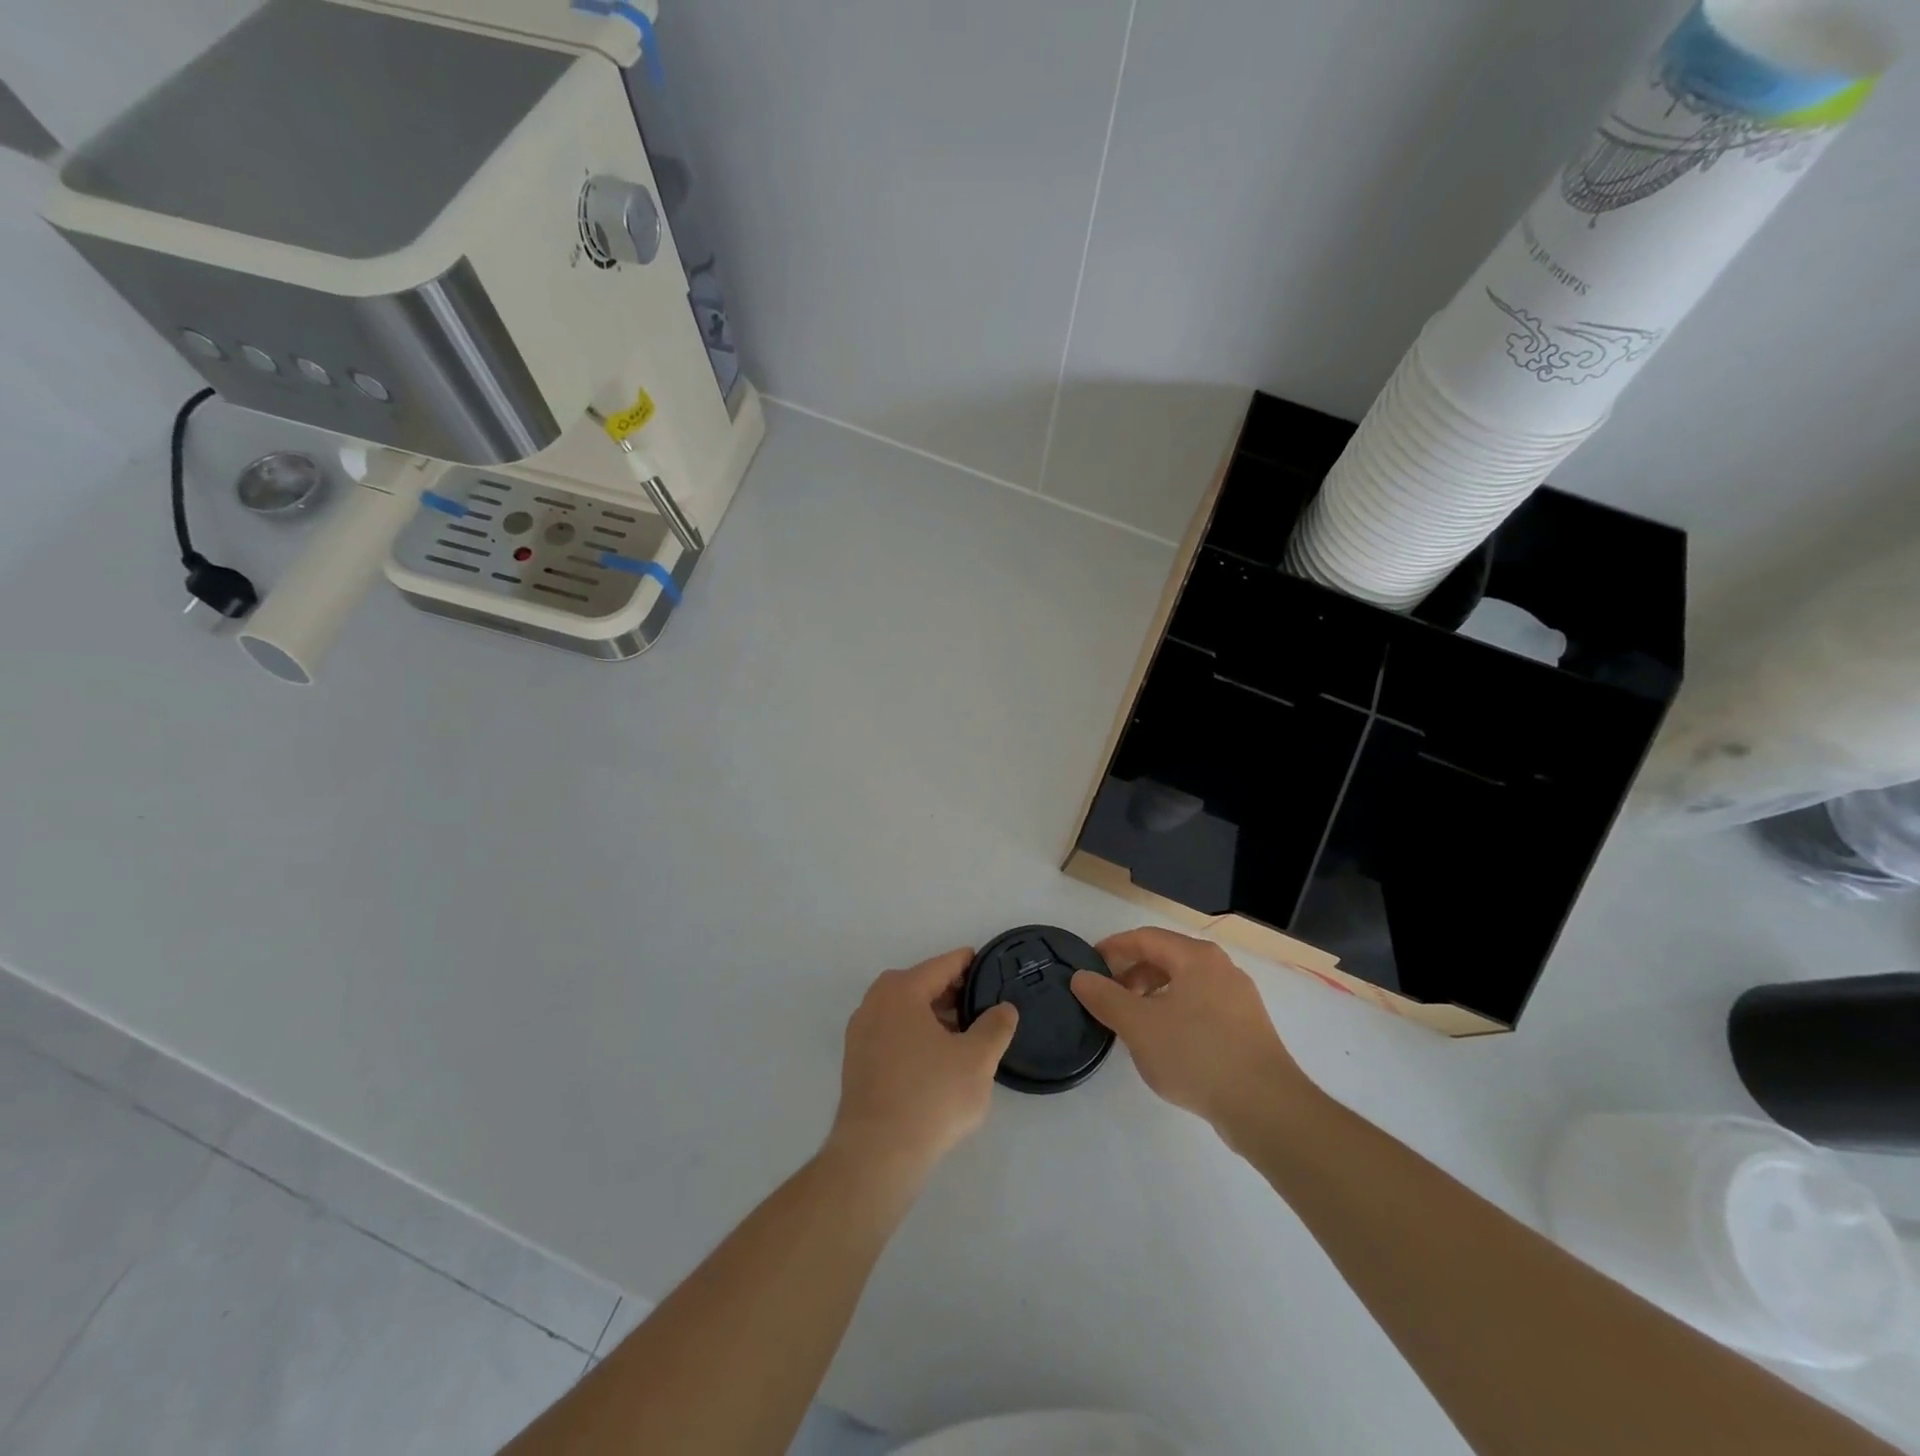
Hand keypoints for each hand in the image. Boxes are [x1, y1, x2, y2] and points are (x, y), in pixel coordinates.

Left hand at [827, 949, 1018, 1180]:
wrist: (876, 1154)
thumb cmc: (931, 1097)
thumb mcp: (977, 1060)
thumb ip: (995, 1027)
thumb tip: (1004, 1009)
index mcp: (901, 990)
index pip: (942, 965)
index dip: (969, 964)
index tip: (990, 968)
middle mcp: (874, 1002)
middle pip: (920, 985)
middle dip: (951, 993)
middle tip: (981, 1007)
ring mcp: (860, 1033)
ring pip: (904, 1011)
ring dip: (933, 1016)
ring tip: (963, 1036)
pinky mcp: (856, 1062)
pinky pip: (891, 1034)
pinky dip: (914, 1036)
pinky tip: (936, 1060)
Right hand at [1071, 927, 1315, 1140]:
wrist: (1266, 1108)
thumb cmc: (1197, 1055)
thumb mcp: (1139, 1026)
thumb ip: (1105, 998)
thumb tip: (1081, 976)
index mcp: (1197, 957)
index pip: (1145, 938)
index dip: (1113, 947)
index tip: (1089, 965)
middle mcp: (1222, 968)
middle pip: (1167, 958)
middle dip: (1133, 974)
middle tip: (1109, 998)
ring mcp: (1240, 999)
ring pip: (1185, 985)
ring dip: (1153, 996)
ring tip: (1134, 1024)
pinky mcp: (1248, 1029)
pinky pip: (1202, 1007)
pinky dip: (1176, 1013)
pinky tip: (1166, 1044)